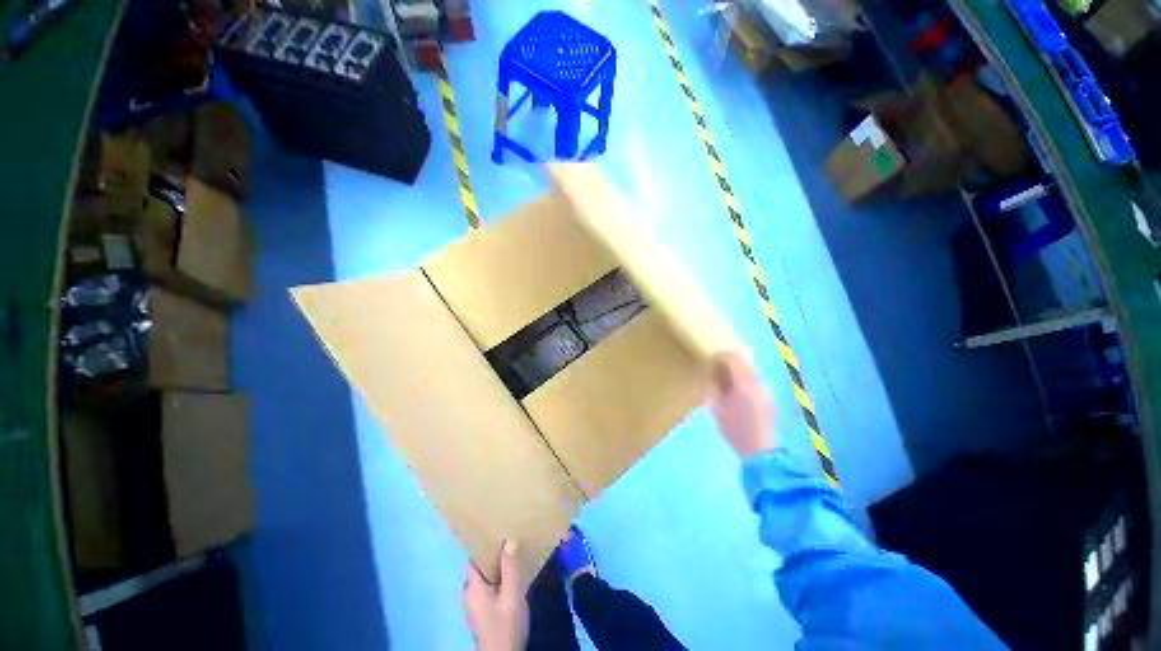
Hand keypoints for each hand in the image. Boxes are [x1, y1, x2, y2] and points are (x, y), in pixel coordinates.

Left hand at [463, 540, 527, 650]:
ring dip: (499, 566)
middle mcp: (470, 593)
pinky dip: (500, 578)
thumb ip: (510, 568)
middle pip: (481, 566)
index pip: (474, 557)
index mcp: (472, 586)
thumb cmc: (505, 625)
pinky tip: (514, 576)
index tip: (498, 529)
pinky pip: (491, 587)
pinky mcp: (484, 611)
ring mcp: (476, 604)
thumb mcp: (512, 595)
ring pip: (487, 576)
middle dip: (495, 553)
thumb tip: (509, 541)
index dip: (484, 543)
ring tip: (515, 553)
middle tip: (511, 538)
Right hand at [708, 350, 774, 458]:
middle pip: (743, 360)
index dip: (719, 355)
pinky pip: (753, 379)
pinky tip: (734, 392)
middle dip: (727, 361)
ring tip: (722, 381)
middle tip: (713, 369)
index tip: (708, 359)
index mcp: (744, 384)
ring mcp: (765, 389)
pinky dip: (742, 378)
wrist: (760, 450)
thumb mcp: (716, 408)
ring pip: (748, 368)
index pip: (733, 357)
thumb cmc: (734, 430)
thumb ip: (711, 386)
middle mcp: (758, 383)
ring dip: (735, 369)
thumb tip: (707, 372)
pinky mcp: (768, 396)